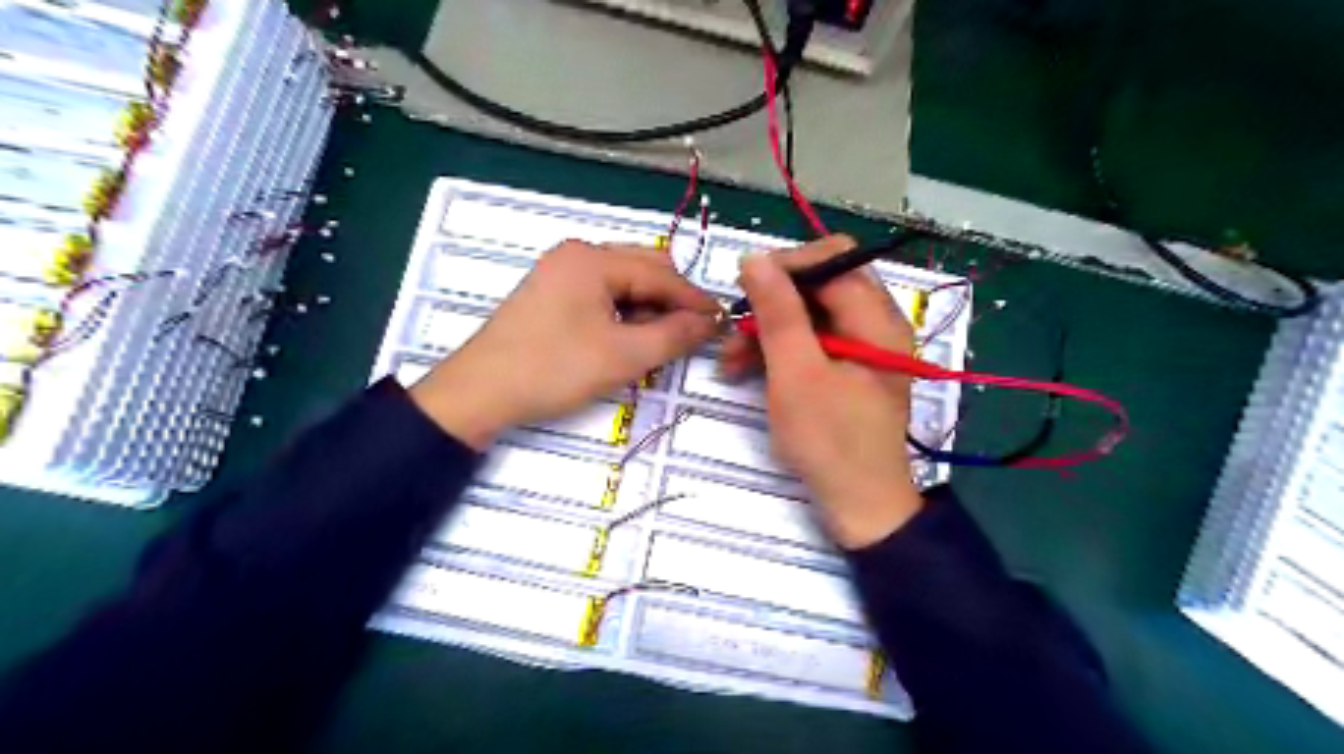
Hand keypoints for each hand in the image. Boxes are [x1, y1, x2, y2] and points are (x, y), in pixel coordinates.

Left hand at [416, 242, 719, 446]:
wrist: (480, 393)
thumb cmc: (553, 369)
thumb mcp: (623, 356)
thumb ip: (675, 335)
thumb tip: (712, 322)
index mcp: (592, 259)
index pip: (660, 274)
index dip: (695, 300)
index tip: (723, 322)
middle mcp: (577, 255)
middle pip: (643, 270)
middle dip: (671, 302)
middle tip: (692, 335)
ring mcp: (561, 272)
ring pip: (624, 283)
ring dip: (649, 309)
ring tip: (661, 342)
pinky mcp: (552, 294)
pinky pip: (602, 295)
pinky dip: (624, 314)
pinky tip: (630, 338)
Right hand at [726, 236, 925, 546]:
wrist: (859, 505)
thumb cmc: (830, 441)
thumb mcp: (796, 374)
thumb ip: (778, 312)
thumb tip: (755, 258)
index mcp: (876, 318)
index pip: (833, 259)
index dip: (787, 266)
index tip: (745, 289)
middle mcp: (875, 323)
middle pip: (819, 286)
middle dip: (771, 304)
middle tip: (733, 328)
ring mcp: (861, 348)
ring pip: (809, 316)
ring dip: (767, 331)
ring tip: (729, 361)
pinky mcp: (846, 369)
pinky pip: (810, 343)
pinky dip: (778, 352)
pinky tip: (744, 370)